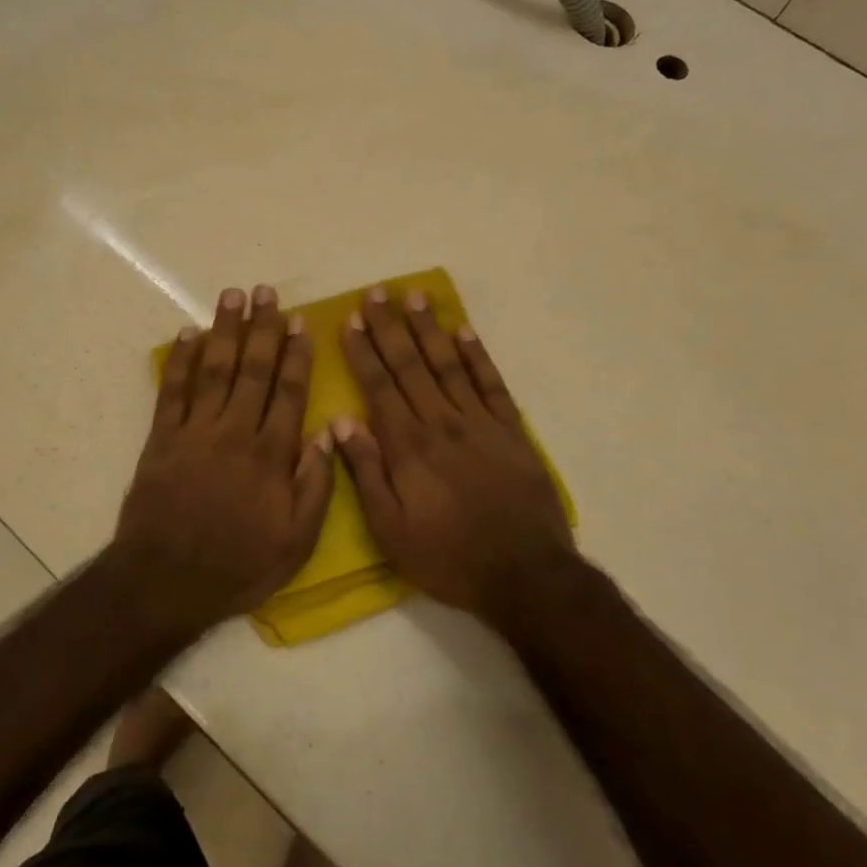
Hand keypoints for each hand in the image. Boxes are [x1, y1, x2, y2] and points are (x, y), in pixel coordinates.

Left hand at [115, 285, 335, 630]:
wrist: (165, 581)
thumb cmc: (238, 565)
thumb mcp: (296, 543)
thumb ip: (315, 486)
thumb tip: (326, 434)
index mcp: (271, 455)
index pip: (289, 392)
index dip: (296, 354)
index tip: (301, 322)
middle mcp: (235, 432)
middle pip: (253, 369)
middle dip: (262, 327)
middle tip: (267, 291)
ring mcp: (195, 432)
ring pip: (214, 369)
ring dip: (224, 330)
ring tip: (232, 296)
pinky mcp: (162, 439)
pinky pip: (172, 391)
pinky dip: (179, 360)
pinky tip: (187, 334)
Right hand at [335, 288, 575, 620]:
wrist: (525, 573)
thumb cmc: (448, 557)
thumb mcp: (391, 529)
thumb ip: (366, 473)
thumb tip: (341, 423)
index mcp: (408, 446)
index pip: (379, 386)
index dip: (363, 351)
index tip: (351, 320)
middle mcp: (441, 422)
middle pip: (410, 365)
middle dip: (390, 327)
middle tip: (376, 292)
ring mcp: (480, 423)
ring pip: (448, 364)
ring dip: (429, 329)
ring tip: (414, 296)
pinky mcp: (512, 431)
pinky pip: (491, 383)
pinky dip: (476, 355)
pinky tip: (463, 331)